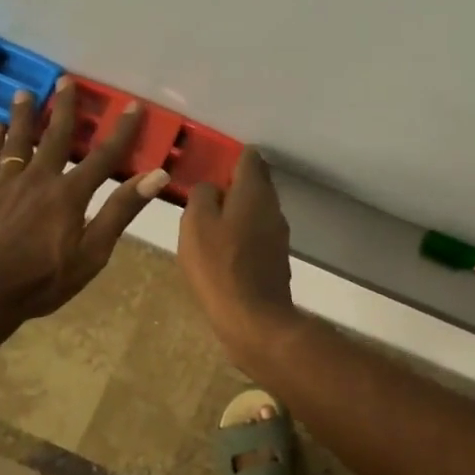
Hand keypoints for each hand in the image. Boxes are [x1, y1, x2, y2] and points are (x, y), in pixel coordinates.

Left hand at [0, 80, 168, 323]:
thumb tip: (156, 175)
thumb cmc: (41, 281)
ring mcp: (3, 184)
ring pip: (17, 141)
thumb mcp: (92, 253)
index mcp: (70, 194)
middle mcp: (38, 178)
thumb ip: (120, 211)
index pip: (104, 156)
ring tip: (24, 93)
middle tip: (67, 80)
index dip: (121, 131)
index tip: (133, 105)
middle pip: (55, 136)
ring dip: (23, 116)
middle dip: (65, 108)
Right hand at [178, 148, 300, 367]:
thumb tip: (211, 189)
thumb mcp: (196, 223)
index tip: (209, 163)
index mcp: (254, 191)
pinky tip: (223, 247)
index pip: (249, 157)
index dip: (230, 156)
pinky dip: (242, 233)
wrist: (253, 318)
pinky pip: (257, 234)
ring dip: (237, 210)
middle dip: (233, 182)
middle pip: (256, 183)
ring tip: (209, 220)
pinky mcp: (275, 258)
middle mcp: (272, 207)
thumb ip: (201, 196)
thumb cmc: (219, 265)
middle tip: (204, 192)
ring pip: (257, 209)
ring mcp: (278, 234)